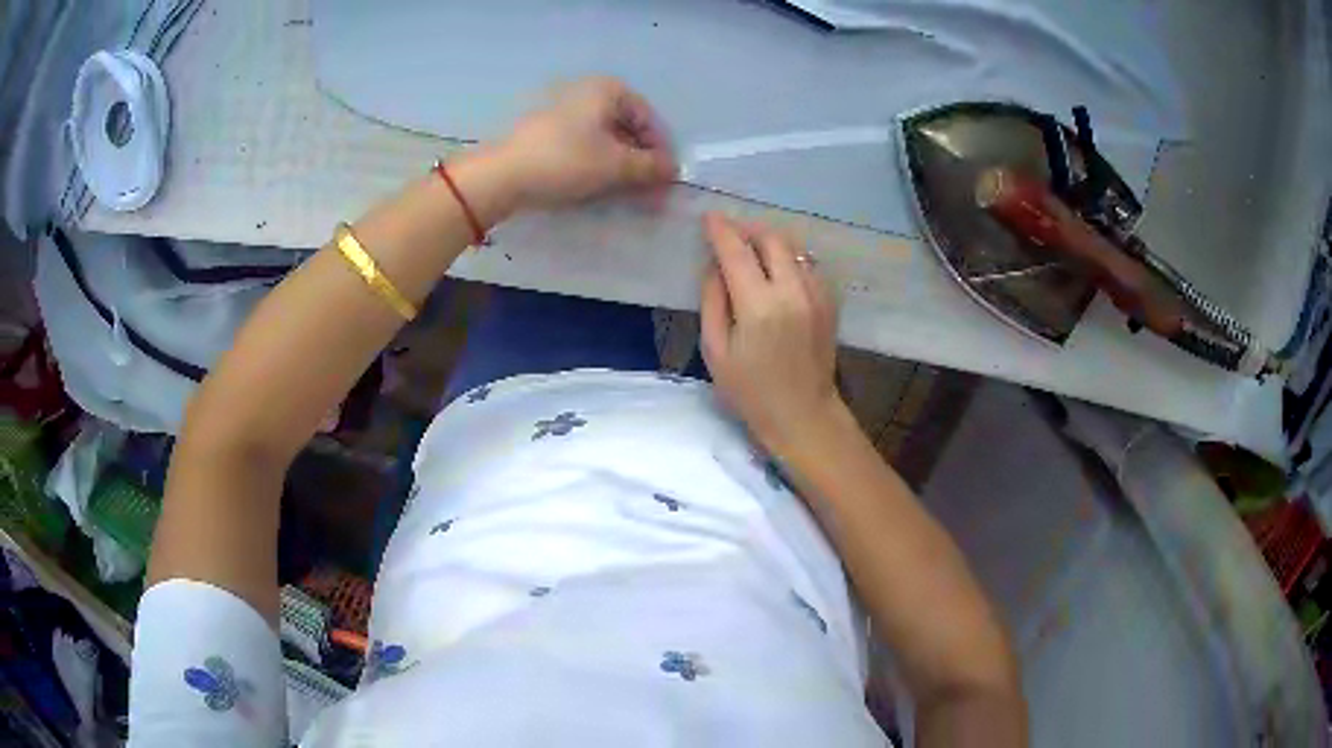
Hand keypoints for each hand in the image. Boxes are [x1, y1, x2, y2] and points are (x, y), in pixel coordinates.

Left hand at [494, 77, 676, 208]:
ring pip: (604, 138)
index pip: (647, 118)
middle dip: (641, 160)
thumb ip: (650, 167)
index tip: (666, 178)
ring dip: (621, 165)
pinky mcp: (546, 132)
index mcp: (606, 90)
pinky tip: (599, 186)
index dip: (660, 149)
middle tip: (649, 189)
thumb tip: (673, 170)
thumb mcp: (615, 165)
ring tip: (627, 192)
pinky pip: (583, 145)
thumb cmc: (566, 161)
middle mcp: (586, 93)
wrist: (502, 176)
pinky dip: (597, 163)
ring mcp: (563, 111)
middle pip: (625, 127)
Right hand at [700, 212, 842, 455]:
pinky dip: (788, 260)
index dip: (720, 230)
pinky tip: (776, 275)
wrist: (803, 415)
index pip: (736, 251)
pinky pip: (807, 265)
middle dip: (748, 229)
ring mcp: (817, 294)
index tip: (709, 217)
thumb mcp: (716, 351)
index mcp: (759, 306)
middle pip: (772, 238)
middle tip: (730, 235)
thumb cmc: (751, 391)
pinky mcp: (829, 301)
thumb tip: (714, 265)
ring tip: (751, 252)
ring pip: (793, 248)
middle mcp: (793, 291)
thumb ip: (712, 301)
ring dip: (769, 242)